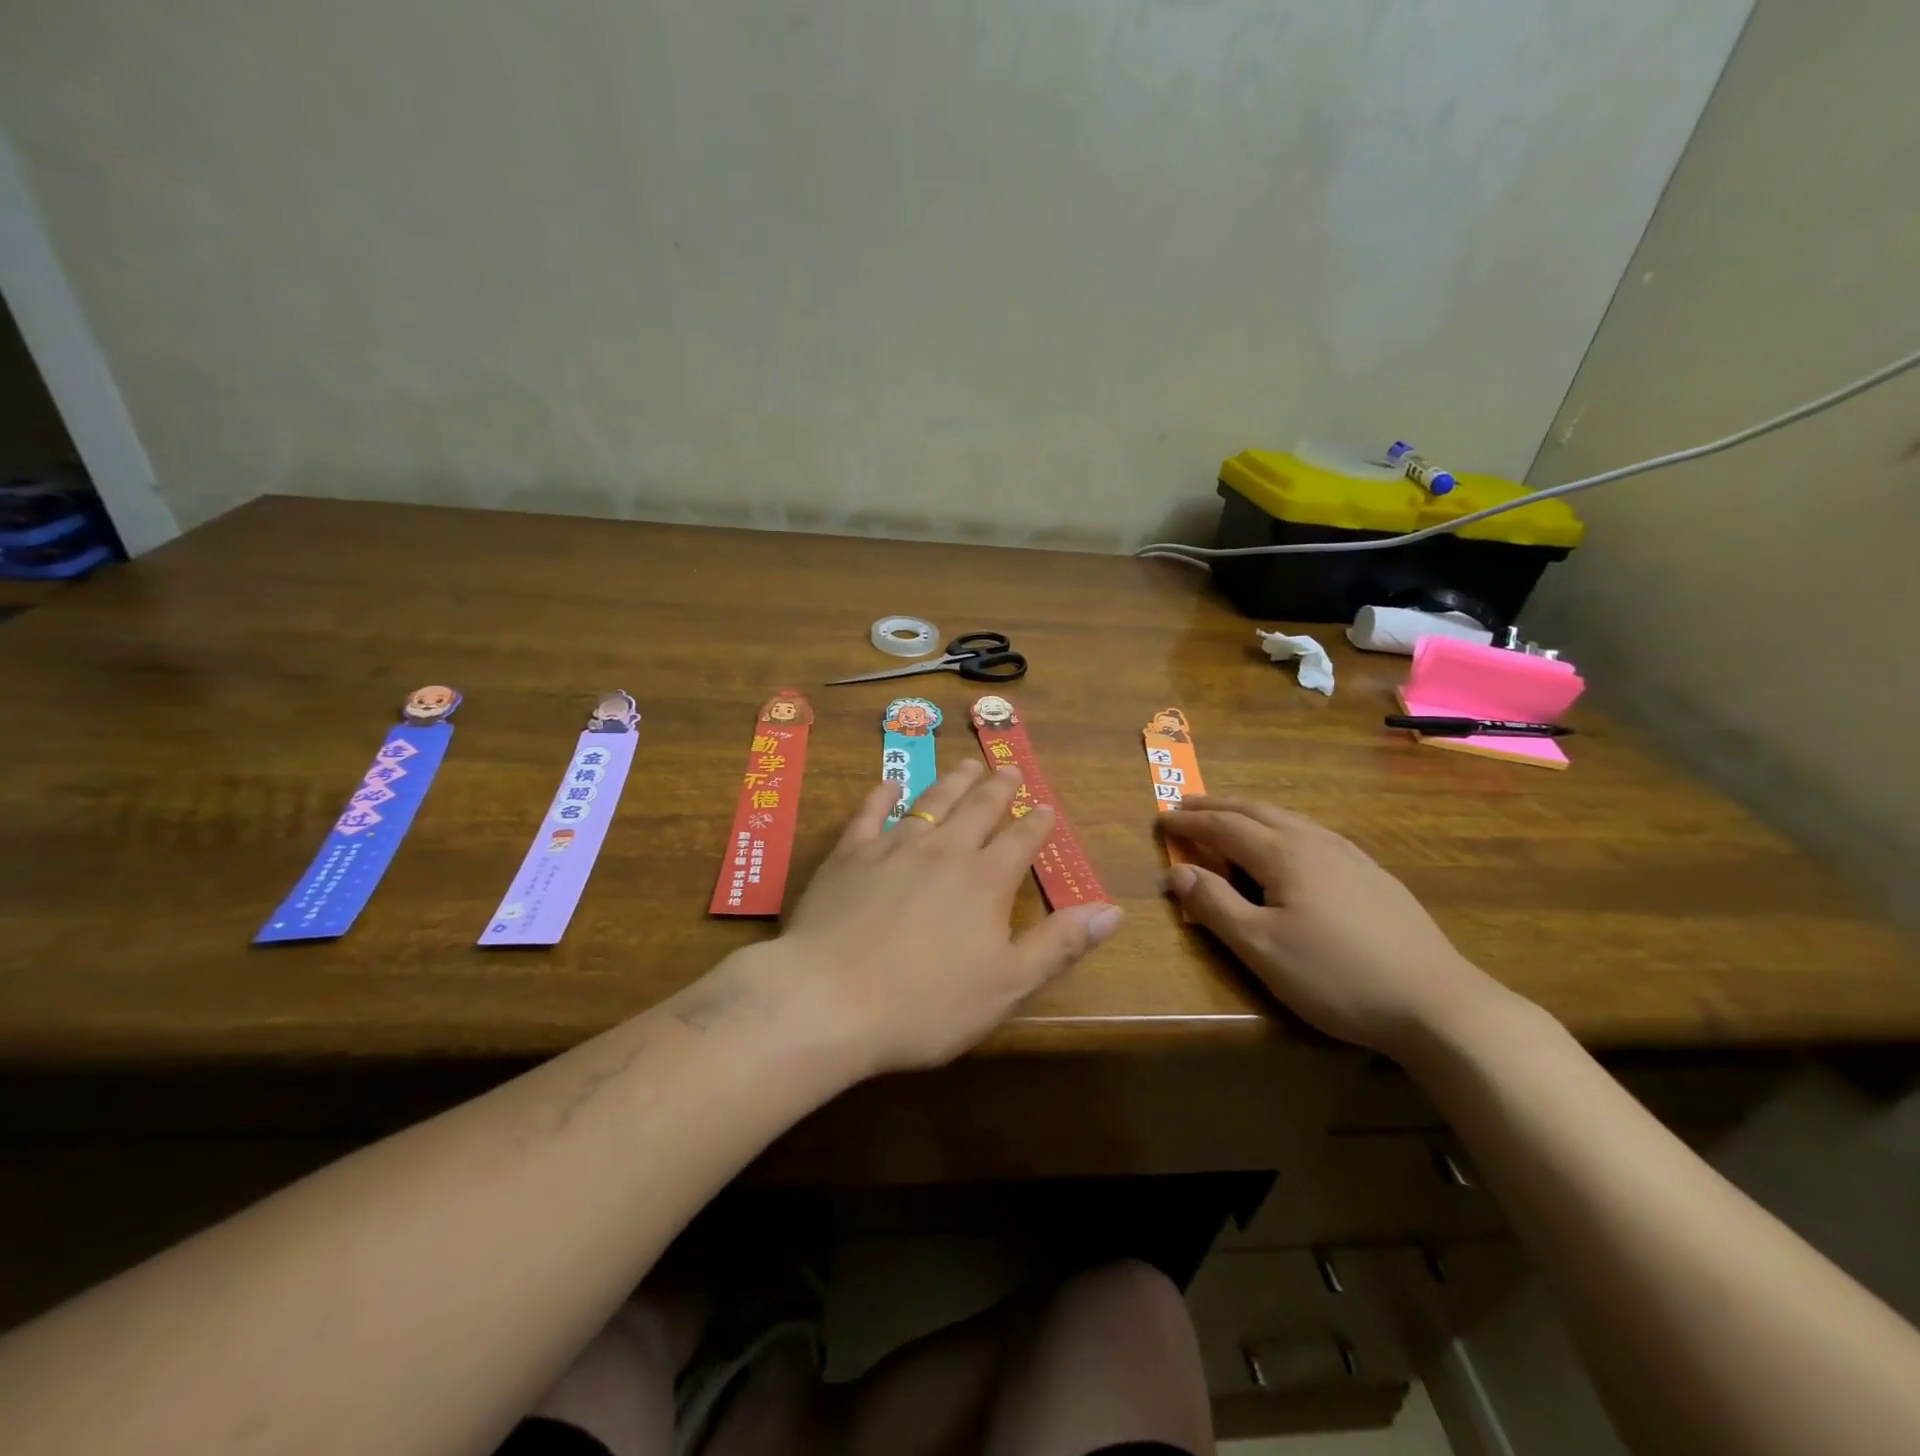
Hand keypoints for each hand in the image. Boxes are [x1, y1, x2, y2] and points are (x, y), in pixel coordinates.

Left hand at [775, 760, 1122, 1074]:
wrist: (829, 999)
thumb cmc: (926, 1003)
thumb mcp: (1007, 984)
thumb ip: (1060, 944)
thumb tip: (1112, 909)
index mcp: (984, 880)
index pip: (1020, 840)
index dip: (1037, 823)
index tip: (1046, 808)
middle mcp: (943, 850)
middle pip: (977, 808)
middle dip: (997, 788)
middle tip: (1008, 769)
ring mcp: (893, 846)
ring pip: (931, 801)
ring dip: (952, 782)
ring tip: (966, 765)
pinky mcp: (849, 854)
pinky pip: (870, 812)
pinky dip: (882, 793)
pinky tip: (889, 782)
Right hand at [1159, 798, 1501, 1058]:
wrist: (1437, 1003)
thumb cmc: (1336, 976)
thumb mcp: (1261, 948)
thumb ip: (1214, 905)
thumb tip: (1175, 871)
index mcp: (1284, 854)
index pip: (1223, 826)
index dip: (1188, 822)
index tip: (1159, 819)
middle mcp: (1316, 841)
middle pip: (1256, 811)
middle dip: (1216, 806)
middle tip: (1186, 805)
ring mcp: (1350, 855)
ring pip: (1289, 818)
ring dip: (1249, 812)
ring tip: (1228, 817)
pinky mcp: (1373, 874)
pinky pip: (1313, 833)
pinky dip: (1281, 826)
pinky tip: (1289, 845)